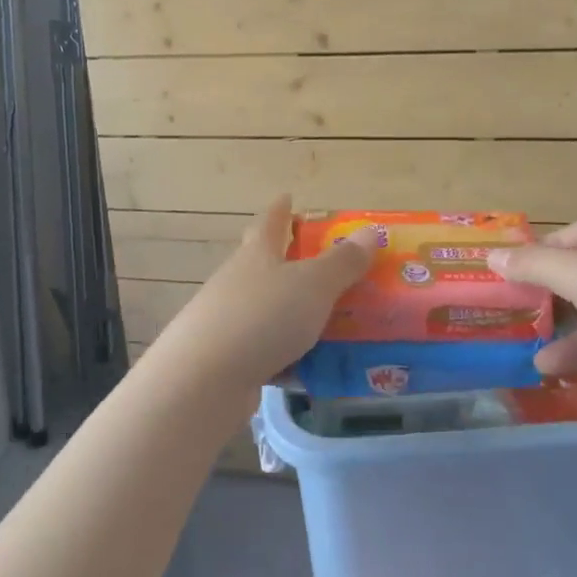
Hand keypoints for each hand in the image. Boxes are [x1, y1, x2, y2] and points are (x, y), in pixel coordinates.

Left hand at [140, 196, 377, 400]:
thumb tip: (371, 230)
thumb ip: (344, 262)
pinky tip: (313, 370)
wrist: (205, 379)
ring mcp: (229, 321)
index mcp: (257, 255)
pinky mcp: (227, 359)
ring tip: (333, 324)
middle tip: (326, 266)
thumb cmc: (263, 316)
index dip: (280, 209)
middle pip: (265, 265)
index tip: (287, 197)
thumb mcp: (313, 285)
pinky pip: (268, 351)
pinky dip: (290, 356)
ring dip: (295, 314)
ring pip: (269, 310)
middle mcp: (239, 282)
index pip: (270, 222)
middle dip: (292, 264)